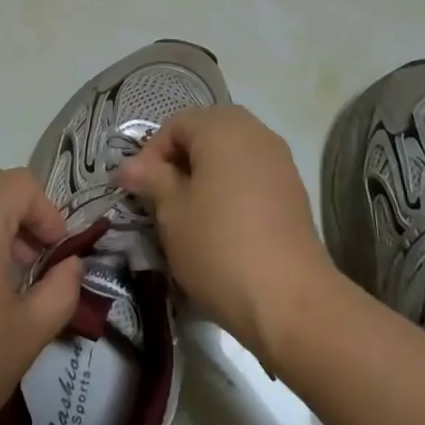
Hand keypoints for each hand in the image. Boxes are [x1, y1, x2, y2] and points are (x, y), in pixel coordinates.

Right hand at [116, 106, 330, 362]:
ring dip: (207, 173)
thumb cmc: (219, 246)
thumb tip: (131, 166)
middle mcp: (255, 132)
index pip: (175, 125)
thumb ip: (151, 179)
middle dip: (180, 160)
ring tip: (191, 211)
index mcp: (222, 128)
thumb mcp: (172, 212)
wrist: (290, 300)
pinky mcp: (293, 190)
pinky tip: (223, 223)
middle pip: (206, 132)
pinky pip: (252, 173)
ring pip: (231, 153)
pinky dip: (232, 186)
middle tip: (163, 196)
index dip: (151, 154)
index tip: (140, 190)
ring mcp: (279, 160)